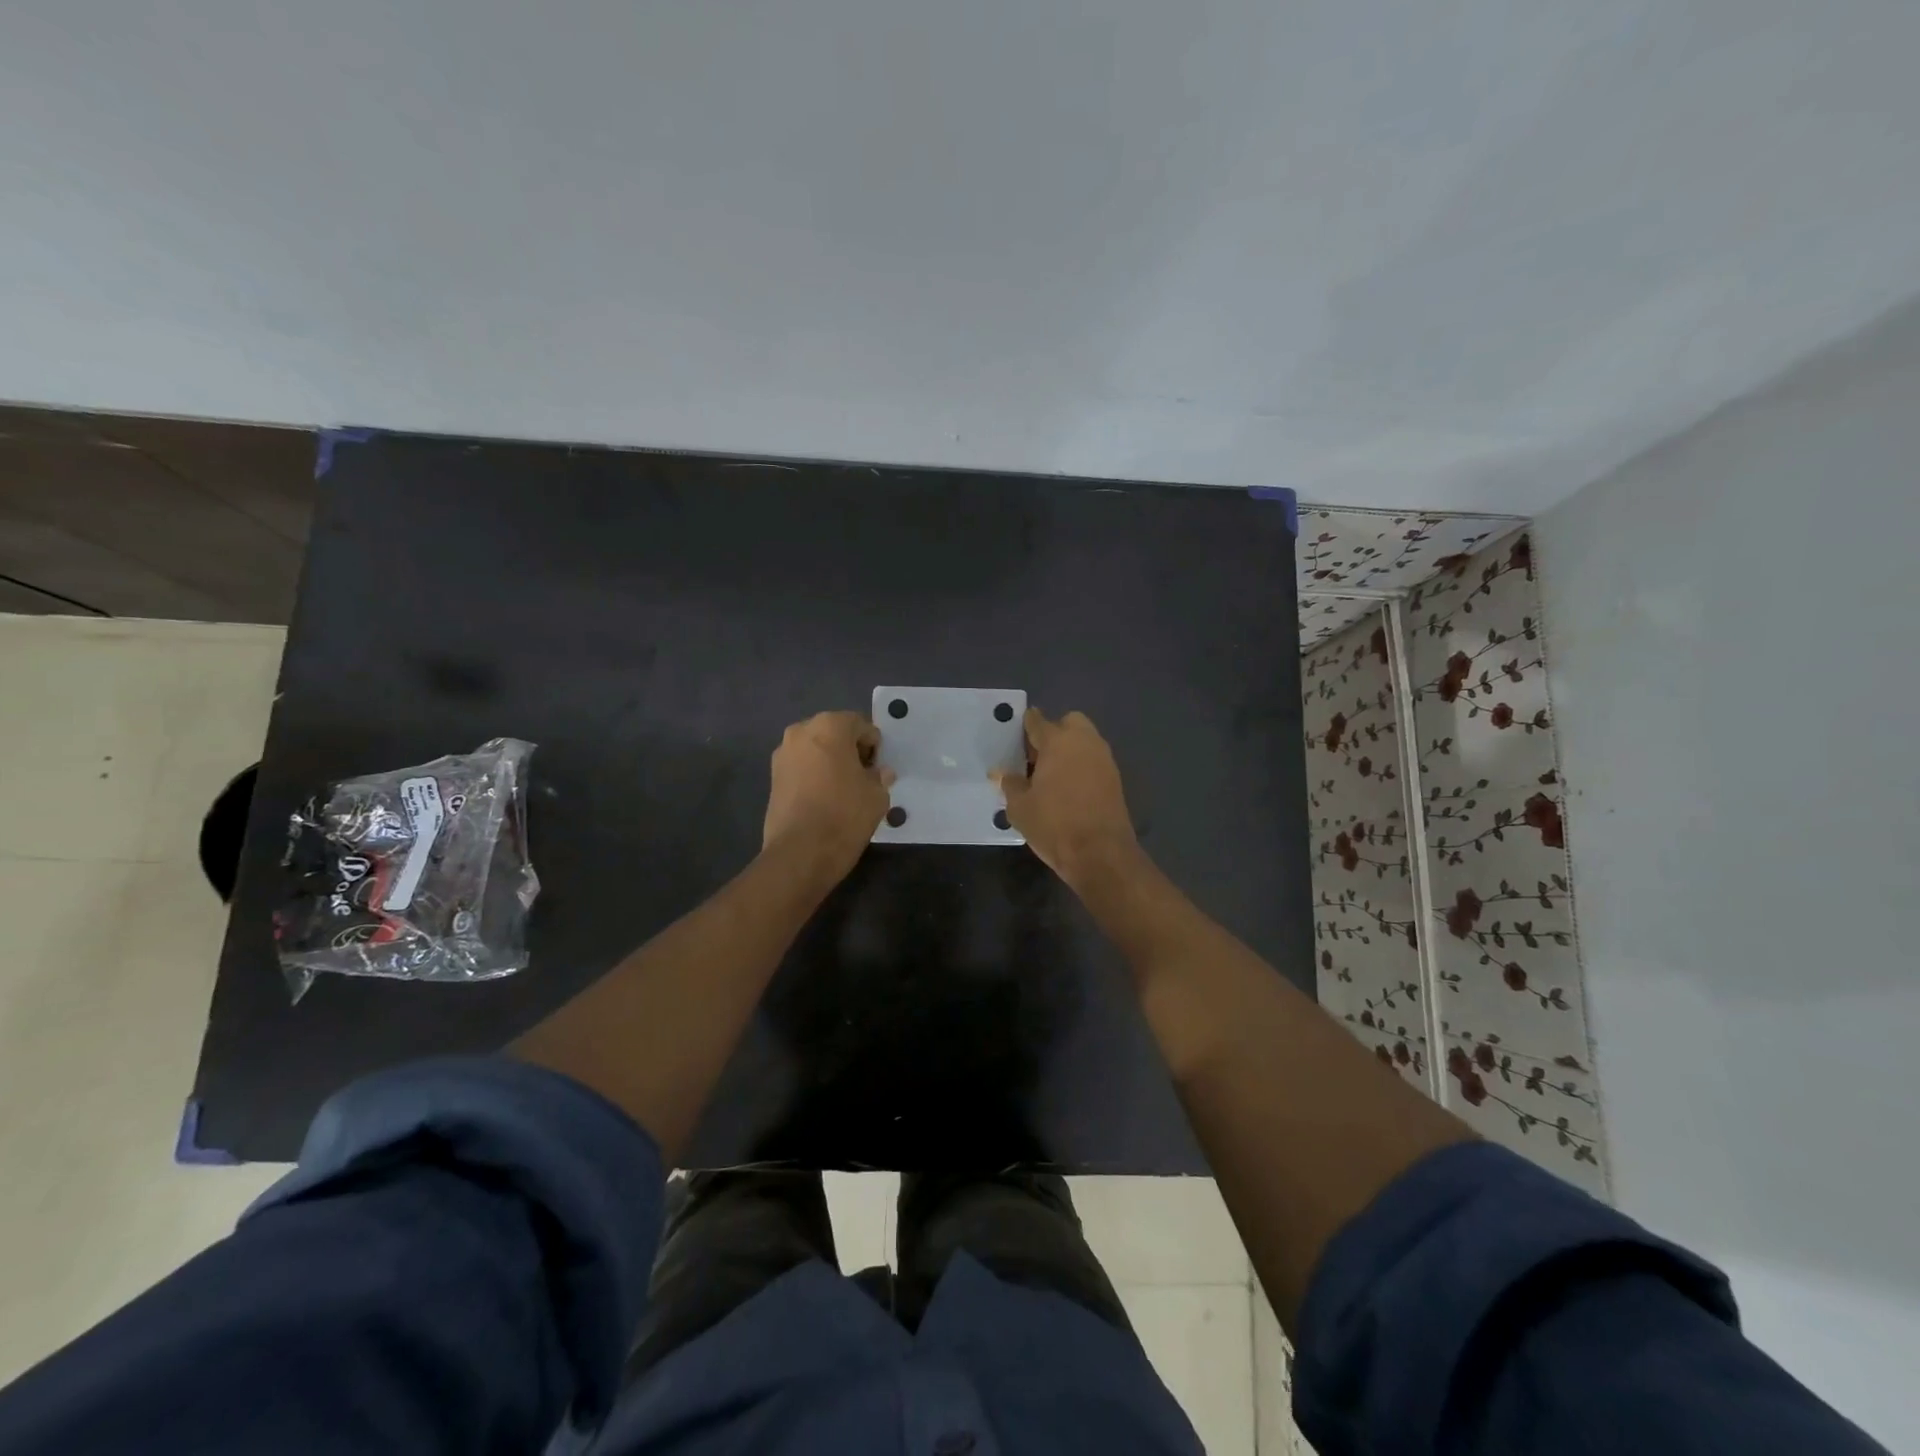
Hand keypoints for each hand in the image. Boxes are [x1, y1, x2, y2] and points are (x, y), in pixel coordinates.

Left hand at [763, 711, 894, 878]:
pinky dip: (814, 775)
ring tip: (842, 789)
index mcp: (830, 726)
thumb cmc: (845, 815)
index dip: (874, 746)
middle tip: (863, 776)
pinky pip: (801, 767)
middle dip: (849, 749)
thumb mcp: (877, 795)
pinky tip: (824, 798)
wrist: (800, 852)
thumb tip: (880, 773)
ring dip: (830, 761)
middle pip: (834, 733)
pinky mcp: (772, 777)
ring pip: (815, 750)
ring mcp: (782, 754)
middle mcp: (801, 731)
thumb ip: (880, 777)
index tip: (878, 768)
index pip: (860, 725)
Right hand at [993, 708, 1140, 887]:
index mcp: (1058, 742)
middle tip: (1036, 757)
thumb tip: (1001, 773)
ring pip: (1084, 742)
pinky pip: (1094, 761)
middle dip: (1054, 732)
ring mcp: (1104, 760)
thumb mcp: (1020, 807)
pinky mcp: (1115, 779)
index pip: (1037, 721)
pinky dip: (1081, 767)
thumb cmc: (1054, 824)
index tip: (1014, 733)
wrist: (1101, 853)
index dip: (1024, 724)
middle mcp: (1084, 742)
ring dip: (1069, 750)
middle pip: (1069, 723)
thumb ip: (1010, 784)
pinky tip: (1068, 789)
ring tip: (1050, 776)